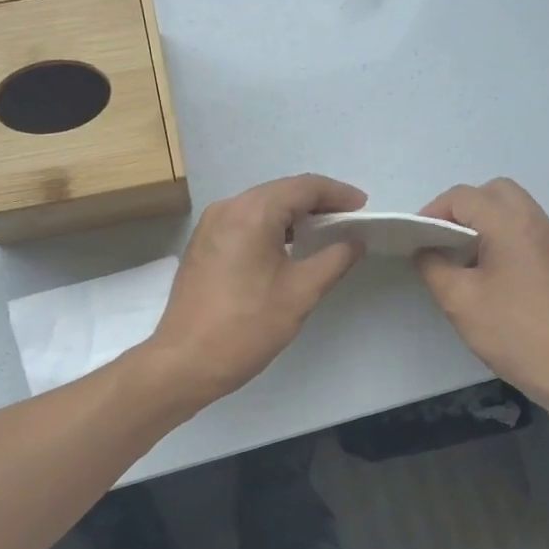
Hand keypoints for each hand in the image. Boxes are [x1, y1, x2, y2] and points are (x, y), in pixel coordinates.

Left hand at [144, 174, 367, 407]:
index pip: (304, 187)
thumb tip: (354, 241)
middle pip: (280, 192)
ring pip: (260, 207)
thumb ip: (334, 260)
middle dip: (317, 202)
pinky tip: (287, 248)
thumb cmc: (247, 326)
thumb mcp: (301, 293)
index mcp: (252, 212)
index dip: (338, 193)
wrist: (186, 361)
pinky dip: (270, 228)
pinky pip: (243, 223)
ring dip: (293, 216)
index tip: (363, 208)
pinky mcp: (202, 245)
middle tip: (348, 220)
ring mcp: (209, 226)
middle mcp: (227, 208)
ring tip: (324, 233)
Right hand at [415, 178, 548, 405]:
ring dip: (484, 222)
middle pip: (494, 192)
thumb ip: (434, 267)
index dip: (433, 211)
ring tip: (462, 258)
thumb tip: (425, 250)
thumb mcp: (459, 301)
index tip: (416, 240)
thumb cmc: (513, 332)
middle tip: (442, 240)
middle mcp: (536, 222)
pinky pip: (526, 231)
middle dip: (462, 208)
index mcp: (510, 224)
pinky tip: (489, 275)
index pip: (464, 197)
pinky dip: (502, 237)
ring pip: (513, 210)